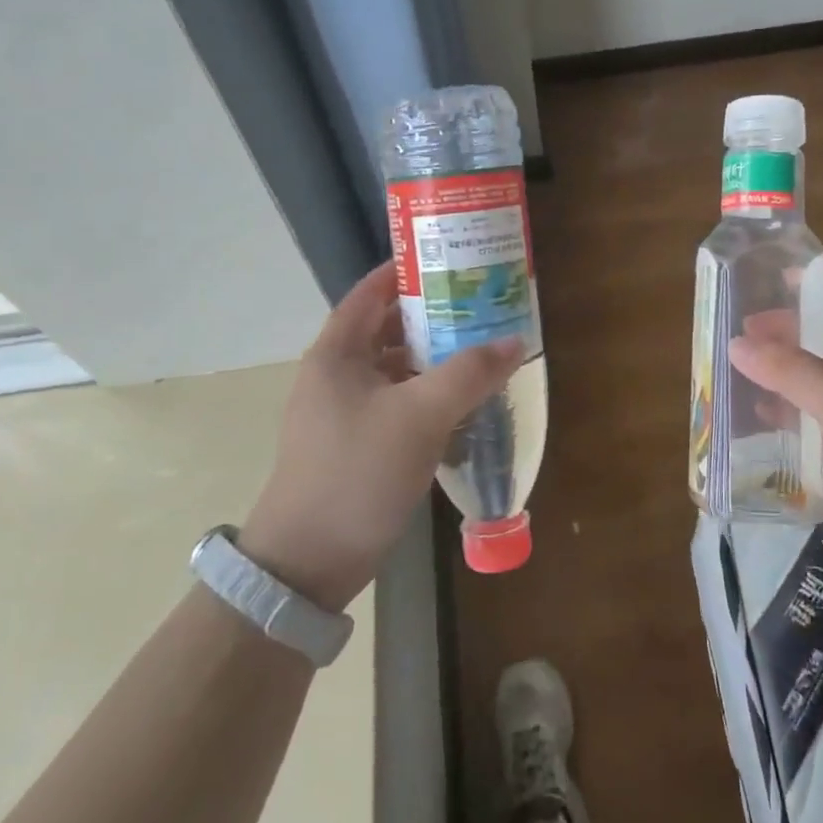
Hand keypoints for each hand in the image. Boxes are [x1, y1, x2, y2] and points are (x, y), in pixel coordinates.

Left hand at [239, 262, 522, 612]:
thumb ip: (469, 374)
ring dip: (436, 359)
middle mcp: (336, 374)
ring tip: (483, 349)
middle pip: (388, 329)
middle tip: (482, 304)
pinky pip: (399, 403)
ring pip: (396, 369)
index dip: (408, 271)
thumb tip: (515, 341)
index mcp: (336, 353)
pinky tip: (465, 402)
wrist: (308, 563)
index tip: (453, 259)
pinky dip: (430, 395)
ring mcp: (345, 412)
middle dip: (434, 316)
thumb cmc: (357, 473)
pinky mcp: (358, 444)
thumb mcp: (420, 416)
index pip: (371, 292)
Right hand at [728, 285, 822, 576]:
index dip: (810, 287)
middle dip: (783, 335)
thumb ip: (788, 370)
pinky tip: (755, 419)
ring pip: (813, 383)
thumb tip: (736, 345)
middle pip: (822, 341)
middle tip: (738, 334)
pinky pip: (811, 423)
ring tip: (734, 371)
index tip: (766, 280)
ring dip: (778, 376)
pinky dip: (784, 416)